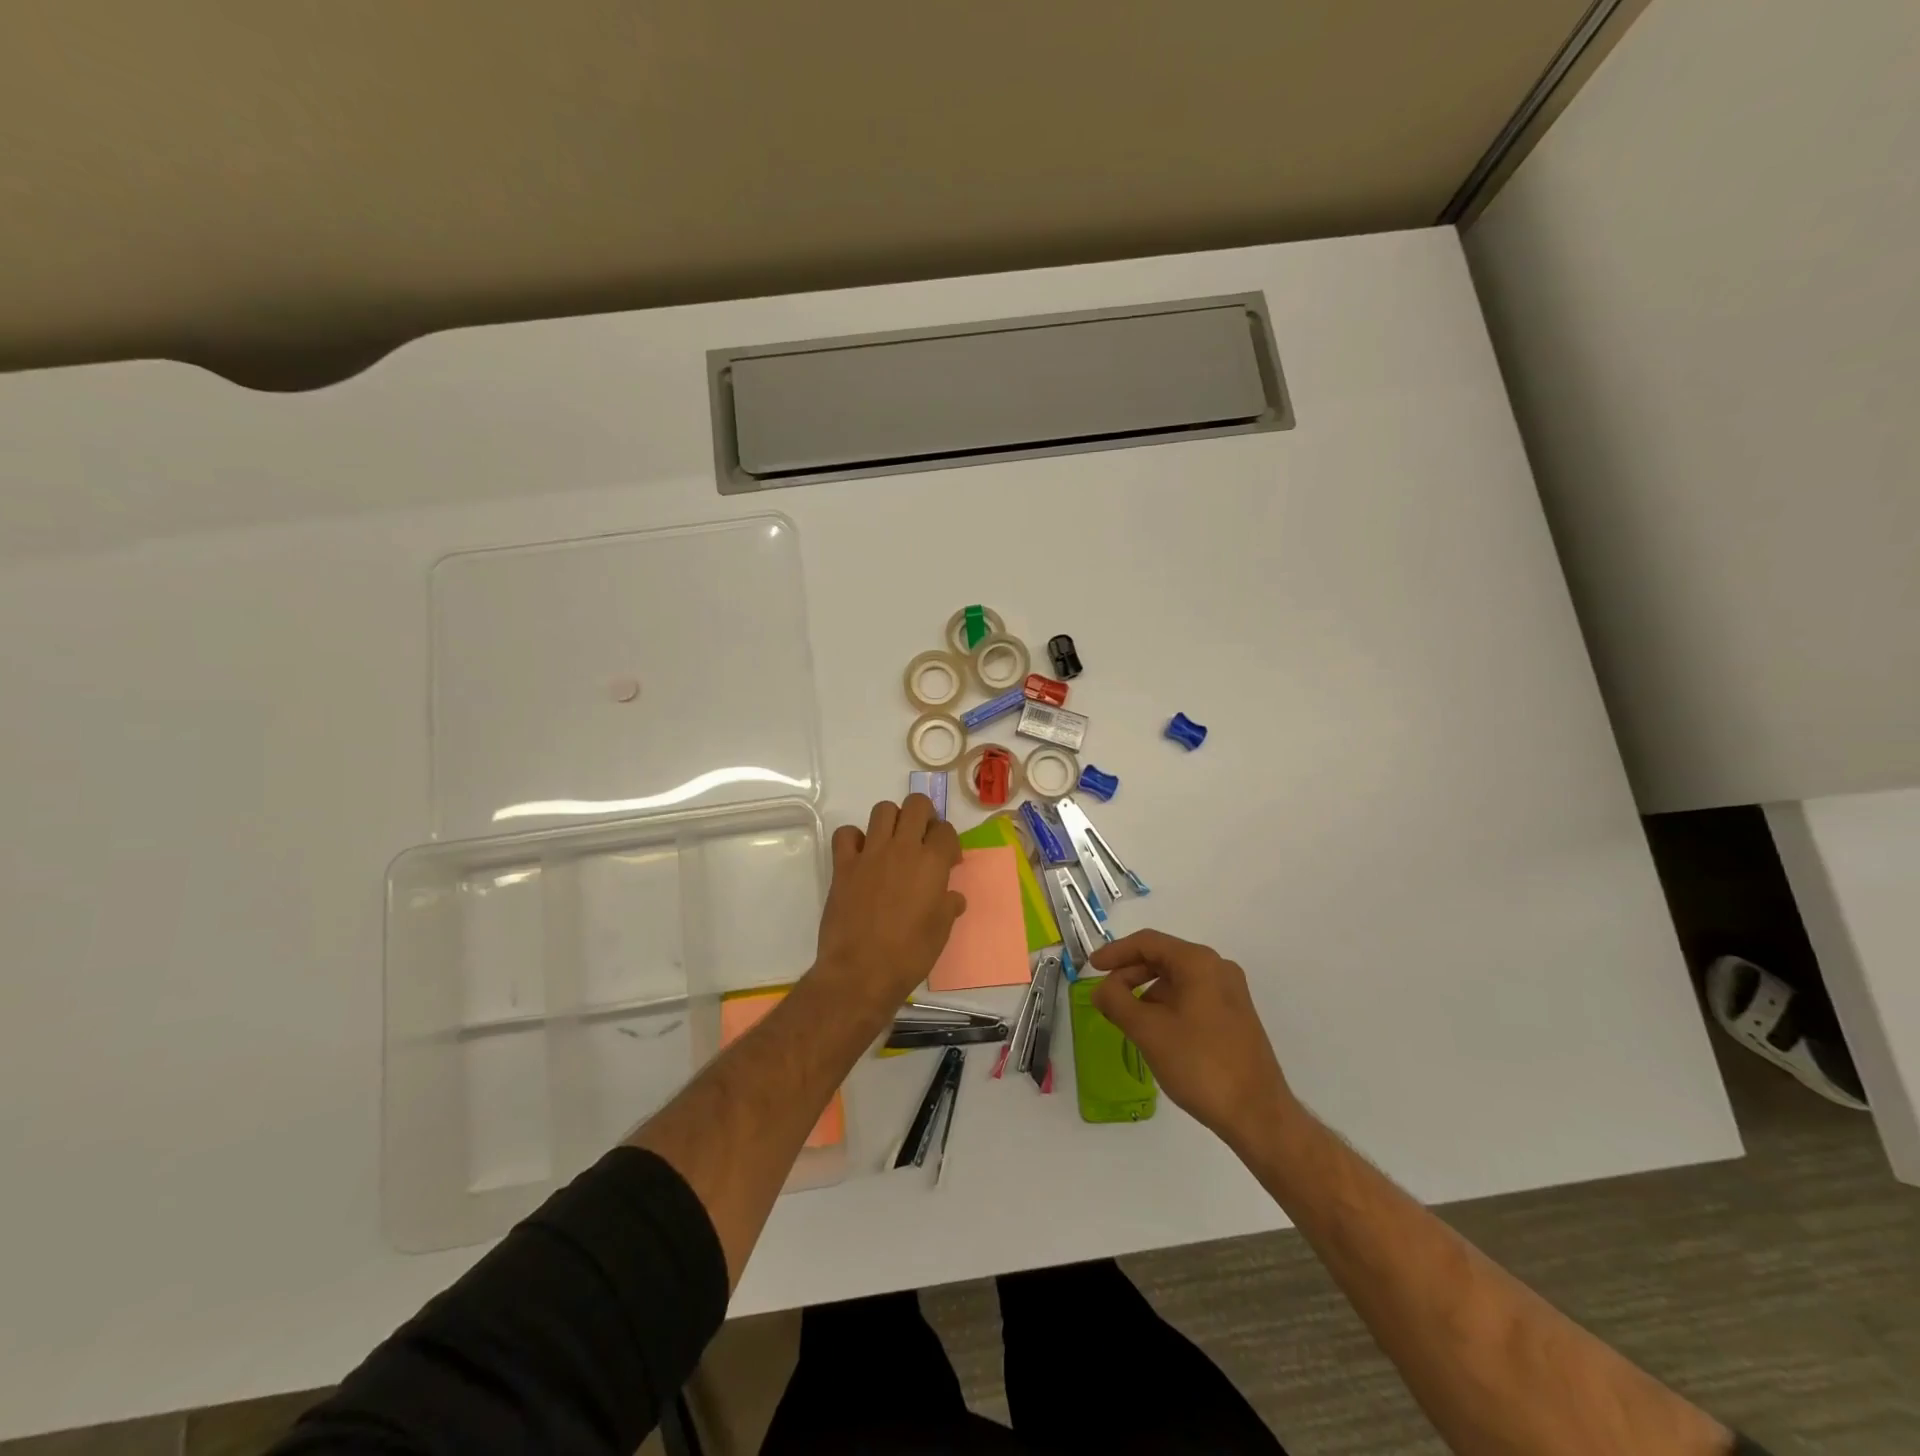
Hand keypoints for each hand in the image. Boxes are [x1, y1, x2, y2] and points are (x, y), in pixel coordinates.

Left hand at [811, 795, 964, 1016]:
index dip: (949, 842)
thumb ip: (948, 906)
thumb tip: (953, 897)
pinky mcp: (843, 865)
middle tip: (923, 839)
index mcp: (932, 863)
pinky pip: (846, 833)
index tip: (948, 862)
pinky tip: (861, 855)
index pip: (946, 830)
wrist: (861, 971)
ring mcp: (870, 853)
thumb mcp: (941, 932)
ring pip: (883, 809)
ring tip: (894, 842)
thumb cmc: (909, 954)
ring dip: (892, 819)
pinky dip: (854, 838)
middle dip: (924, 815)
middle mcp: (902, 848)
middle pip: (916, 804)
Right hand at [1089, 929, 1294, 1152]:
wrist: (1258, 1114)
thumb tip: (1101, 989)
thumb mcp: (1148, 1031)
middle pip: (1163, 958)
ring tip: (1127, 1018)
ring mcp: (1230, 993)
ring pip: (1177, 979)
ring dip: (1147, 991)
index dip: (1115, 952)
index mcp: (1198, 962)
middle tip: (1106, 996)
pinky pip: (1192, 997)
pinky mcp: (1235, 1016)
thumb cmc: (1200, 1064)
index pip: (1148, 942)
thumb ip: (1116, 1002)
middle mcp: (1218, 969)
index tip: (1091, 968)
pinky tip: (1155, 1031)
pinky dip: (1167, 1005)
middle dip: (1130, 974)